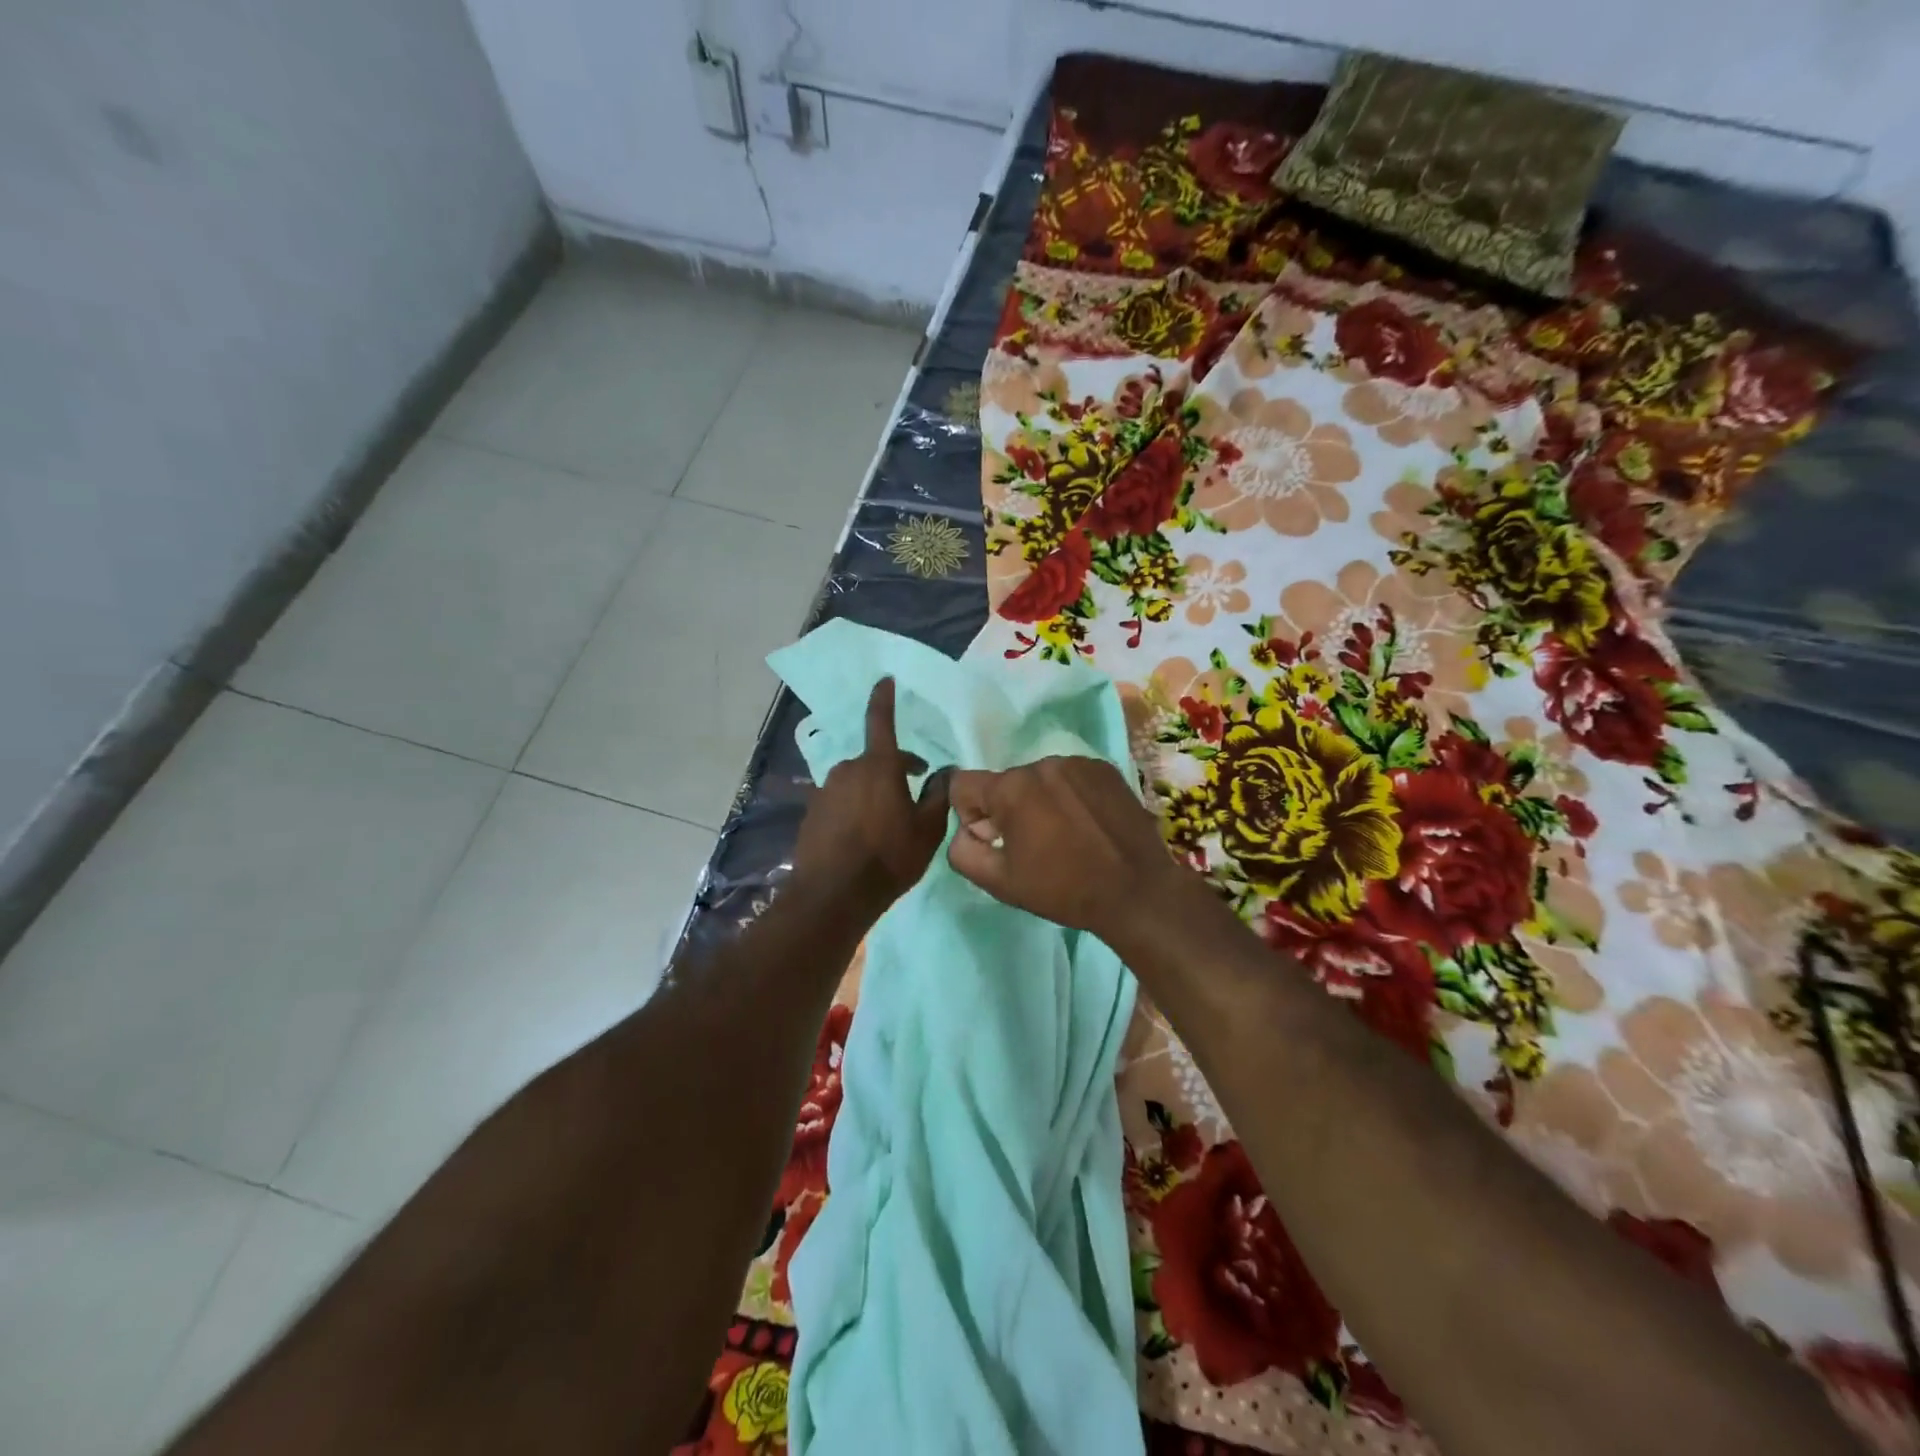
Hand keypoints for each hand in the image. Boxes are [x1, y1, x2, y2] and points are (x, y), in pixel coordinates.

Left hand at [791, 678, 950, 917]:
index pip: (881, 721)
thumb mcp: (927, 830)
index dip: (884, 699)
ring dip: (874, 791)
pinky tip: (864, 837)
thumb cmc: (889, 857)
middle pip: (875, 760)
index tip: (884, 680)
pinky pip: (841, 801)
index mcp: (878, 766)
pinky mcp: (812, 813)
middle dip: (895, 769)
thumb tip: (945, 772)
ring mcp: (825, 791)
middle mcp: (848, 770)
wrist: (833, 895)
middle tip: (915, 791)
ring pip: (857, 782)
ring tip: (889, 822)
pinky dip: (855, 809)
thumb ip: (938, 795)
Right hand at [946, 757, 1189, 942]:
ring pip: (1038, 779)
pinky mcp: (1104, 769)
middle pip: (1005, 783)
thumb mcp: (1000, 882)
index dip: (970, 815)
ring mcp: (1077, 763)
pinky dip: (1069, 796)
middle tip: (1034, 846)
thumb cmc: (1063, 889)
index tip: (994, 840)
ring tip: (1065, 836)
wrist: (1137, 891)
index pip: (963, 785)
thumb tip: (965, 831)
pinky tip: (1087, 825)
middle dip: (1008, 810)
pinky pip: (1070, 777)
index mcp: (1011, 788)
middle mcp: (1041, 763)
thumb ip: (963, 852)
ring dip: (1040, 802)